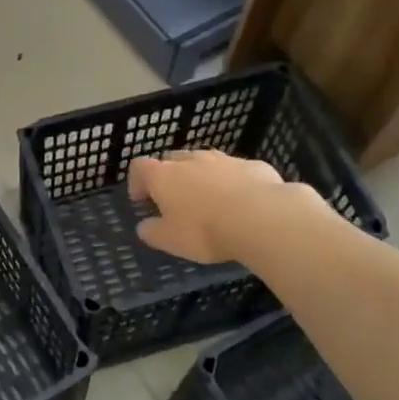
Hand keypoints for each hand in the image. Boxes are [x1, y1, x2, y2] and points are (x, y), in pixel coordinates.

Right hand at [127, 150, 292, 262]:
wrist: (261, 217)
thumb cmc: (205, 230)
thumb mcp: (170, 240)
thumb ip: (152, 232)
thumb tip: (144, 226)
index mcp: (164, 176)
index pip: (140, 167)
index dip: (137, 182)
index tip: (141, 200)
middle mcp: (191, 160)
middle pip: (172, 159)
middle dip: (170, 176)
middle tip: (175, 200)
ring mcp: (224, 159)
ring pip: (205, 162)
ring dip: (202, 176)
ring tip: (210, 201)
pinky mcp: (252, 165)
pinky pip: (235, 171)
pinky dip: (233, 182)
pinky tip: (242, 203)